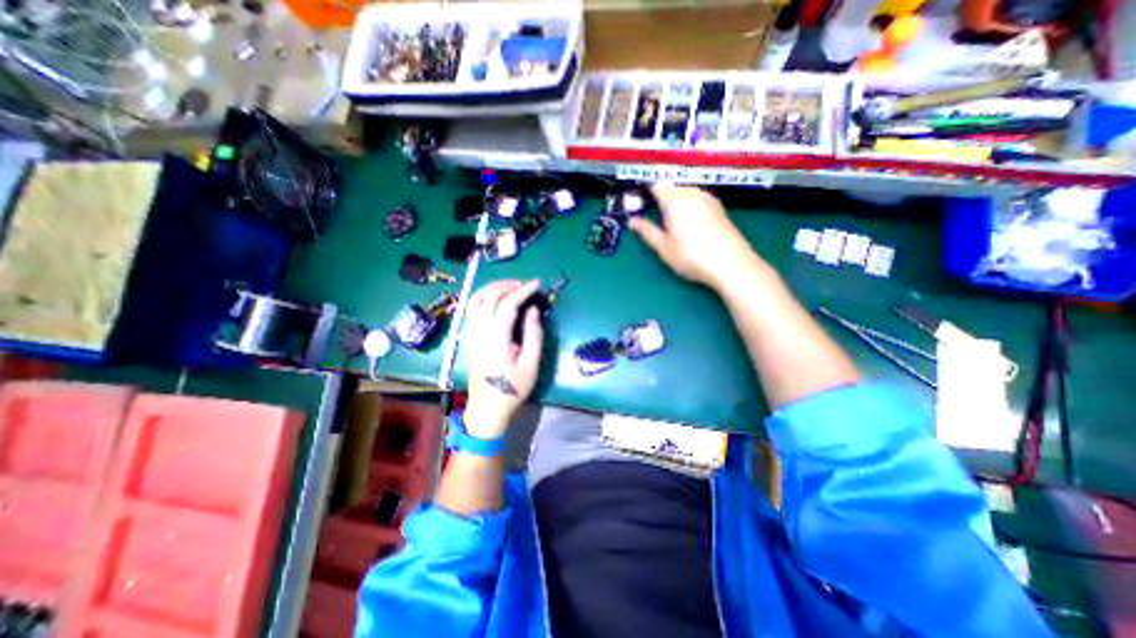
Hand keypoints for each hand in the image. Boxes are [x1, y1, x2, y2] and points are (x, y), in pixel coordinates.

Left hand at [467, 278, 543, 437]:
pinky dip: (484, 297)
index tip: (537, 284)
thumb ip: (533, 334)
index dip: (523, 290)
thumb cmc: (512, 388)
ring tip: (510, 287)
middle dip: (508, 285)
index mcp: (495, 337)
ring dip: (493, 288)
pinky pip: (472, 309)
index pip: (507, 303)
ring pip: (476, 300)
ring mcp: (470, 333)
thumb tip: (532, 310)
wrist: (487, 408)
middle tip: (525, 284)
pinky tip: (495, 300)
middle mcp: (479, 330)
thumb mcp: (530, 364)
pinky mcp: (468, 337)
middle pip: (489, 296)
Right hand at [631, 183, 761, 288]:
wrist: (731, 264)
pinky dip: (688, 204)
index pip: (656, 183)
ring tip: (668, 217)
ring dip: (675, 199)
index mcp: (674, 199)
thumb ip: (647, 231)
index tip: (636, 197)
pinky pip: (697, 198)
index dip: (644, 187)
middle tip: (650, 210)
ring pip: (685, 191)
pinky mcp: (718, 207)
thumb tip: (632, 220)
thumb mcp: (663, 247)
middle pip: (671, 186)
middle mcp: (691, 193)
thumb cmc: (691, 256)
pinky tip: (688, 221)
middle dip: (659, 194)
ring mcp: (707, 198)